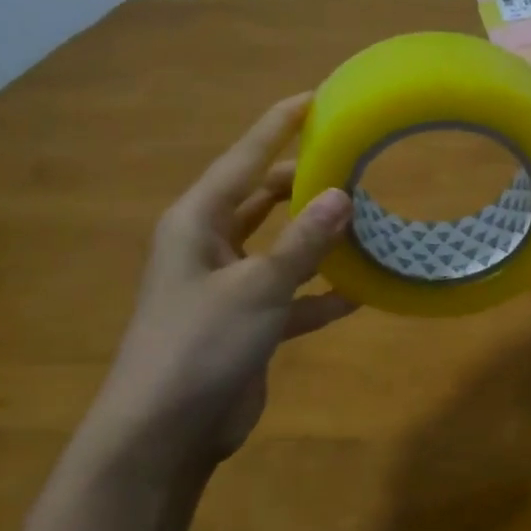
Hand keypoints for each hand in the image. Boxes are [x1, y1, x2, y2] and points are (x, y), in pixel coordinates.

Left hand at [88, 94, 355, 468]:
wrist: (163, 432)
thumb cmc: (200, 344)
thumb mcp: (257, 286)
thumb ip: (303, 241)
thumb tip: (343, 194)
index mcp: (197, 222)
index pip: (243, 158)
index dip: (279, 126)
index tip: (315, 98)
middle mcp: (209, 246)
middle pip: (263, 199)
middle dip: (304, 182)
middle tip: (355, 164)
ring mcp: (228, 287)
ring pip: (281, 247)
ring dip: (318, 239)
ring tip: (367, 222)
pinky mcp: (247, 324)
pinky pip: (291, 297)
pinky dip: (320, 294)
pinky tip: (360, 293)